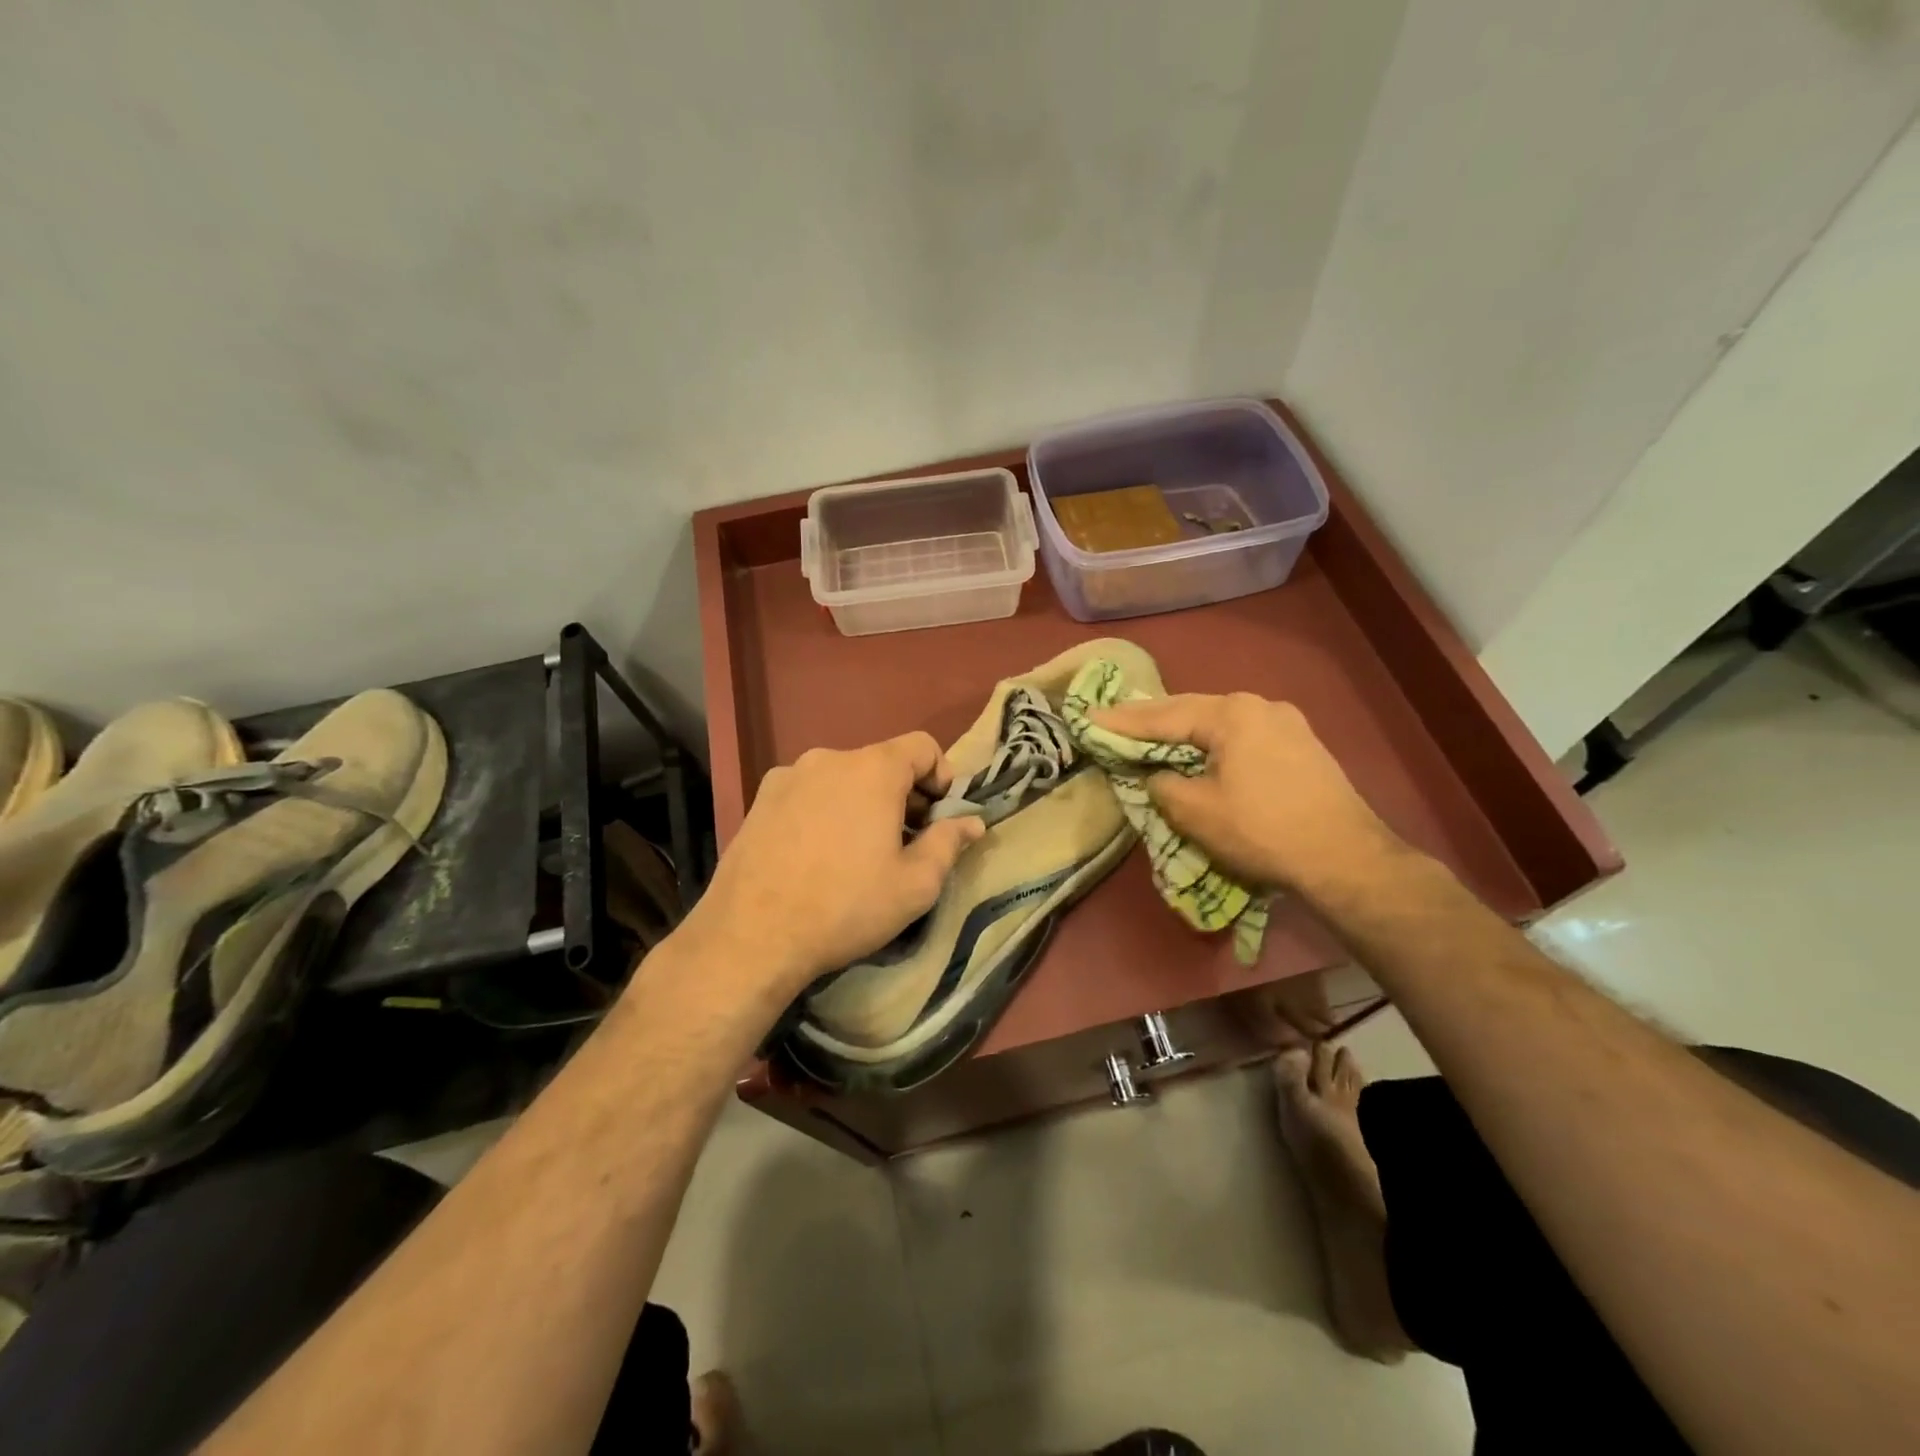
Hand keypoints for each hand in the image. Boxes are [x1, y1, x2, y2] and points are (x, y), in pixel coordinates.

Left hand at [674, 733, 985, 1004]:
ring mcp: (788, 776)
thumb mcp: (915, 885)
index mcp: (873, 769)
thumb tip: (972, 822)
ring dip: (862, 803)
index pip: (922, 746)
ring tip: (858, 852)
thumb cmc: (846, 906)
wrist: (751, 936)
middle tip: (906, 842)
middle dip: (903, 794)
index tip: (940, 816)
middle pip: (881, 762)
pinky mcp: (759, 799)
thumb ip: (949, 843)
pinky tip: (816, 854)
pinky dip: (825, 810)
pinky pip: (808, 792)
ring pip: (843, 778)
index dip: (941, 776)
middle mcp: (829, 758)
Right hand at [1089, 692, 1404, 896]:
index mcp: (1231, 714)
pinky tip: (1202, 750)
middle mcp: (1259, 706)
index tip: (1089, 717)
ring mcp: (1287, 723)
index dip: (1123, 721)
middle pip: (1192, 709)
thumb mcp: (1195, 812)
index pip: (1163, 715)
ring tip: (1152, 733)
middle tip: (1114, 720)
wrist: (1346, 858)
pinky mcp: (1302, 745)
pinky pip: (1243, 735)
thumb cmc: (1262, 831)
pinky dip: (1213, 741)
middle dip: (1152, 718)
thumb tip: (1157, 775)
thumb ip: (1162, 785)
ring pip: (1220, 721)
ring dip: (1184, 729)